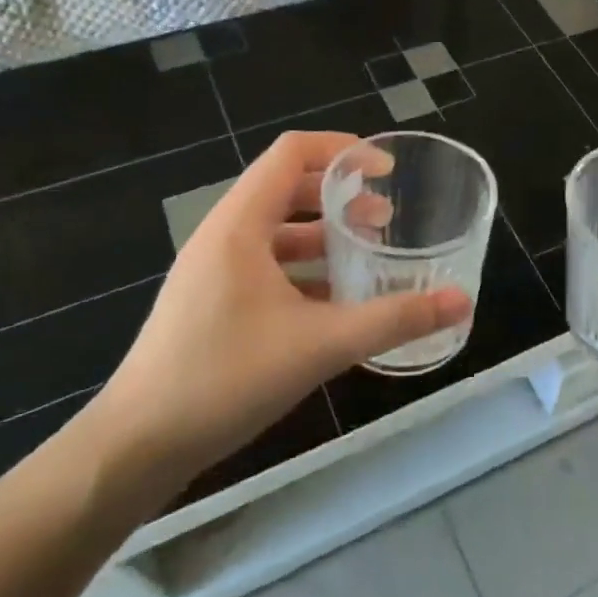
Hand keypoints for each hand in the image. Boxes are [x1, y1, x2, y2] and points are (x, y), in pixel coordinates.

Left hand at [84, 131, 470, 510]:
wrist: (136, 446)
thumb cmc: (224, 378)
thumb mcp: (320, 345)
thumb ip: (394, 320)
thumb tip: (462, 303)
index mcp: (240, 225)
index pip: (291, 153)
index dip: (342, 149)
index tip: (386, 170)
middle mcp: (223, 236)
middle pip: (286, 188)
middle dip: (340, 196)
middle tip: (386, 218)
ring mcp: (212, 271)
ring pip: (276, 232)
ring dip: (323, 236)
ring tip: (368, 255)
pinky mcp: (210, 303)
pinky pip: (265, 267)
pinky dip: (303, 270)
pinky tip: (334, 303)